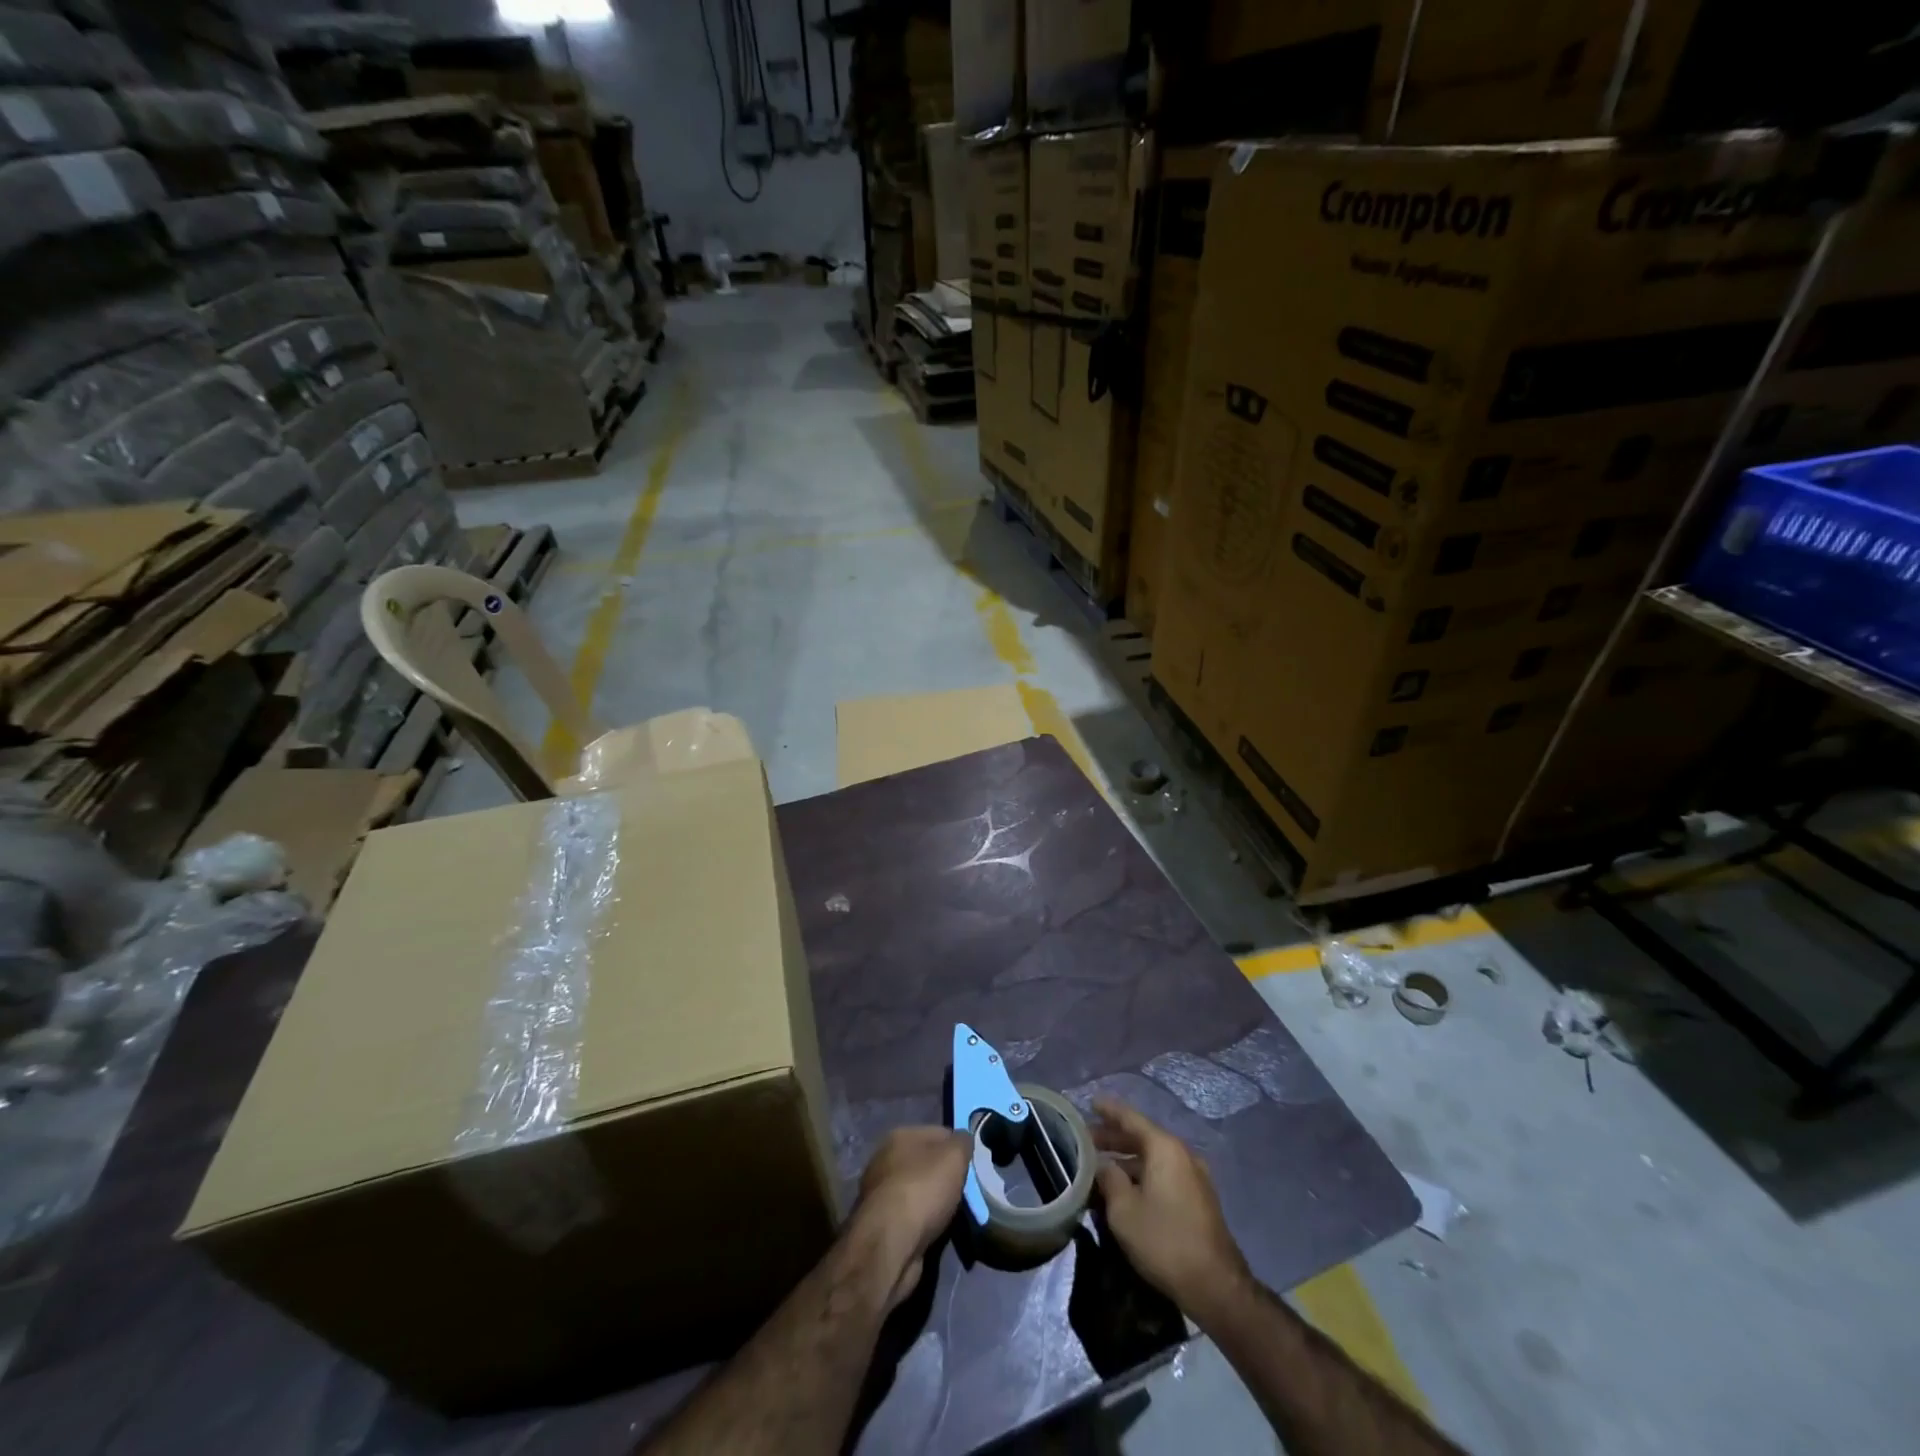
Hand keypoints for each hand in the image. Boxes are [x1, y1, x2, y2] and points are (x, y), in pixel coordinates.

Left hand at [849, 1127, 970, 1310]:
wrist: (889, 1245)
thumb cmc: (923, 1190)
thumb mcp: (954, 1156)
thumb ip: (962, 1142)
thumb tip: (963, 1139)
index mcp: (900, 1135)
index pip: (939, 1133)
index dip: (958, 1148)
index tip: (972, 1166)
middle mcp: (884, 1159)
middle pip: (926, 1163)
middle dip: (945, 1176)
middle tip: (965, 1192)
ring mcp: (879, 1193)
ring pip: (918, 1191)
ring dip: (933, 1202)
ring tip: (952, 1215)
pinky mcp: (879, 1224)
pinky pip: (910, 1216)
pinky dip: (922, 1223)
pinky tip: (935, 1231)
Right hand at [1092, 1099, 1250, 1320]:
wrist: (1216, 1286)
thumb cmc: (1164, 1240)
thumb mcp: (1124, 1210)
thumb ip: (1108, 1178)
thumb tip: (1103, 1165)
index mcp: (1165, 1148)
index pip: (1131, 1118)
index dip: (1109, 1110)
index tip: (1091, 1103)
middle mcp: (1182, 1154)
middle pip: (1143, 1137)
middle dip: (1114, 1138)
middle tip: (1087, 1140)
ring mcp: (1194, 1177)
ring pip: (1153, 1158)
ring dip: (1127, 1160)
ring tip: (1101, 1167)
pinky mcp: (1198, 1200)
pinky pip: (1164, 1175)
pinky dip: (1143, 1174)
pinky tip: (1126, 1189)